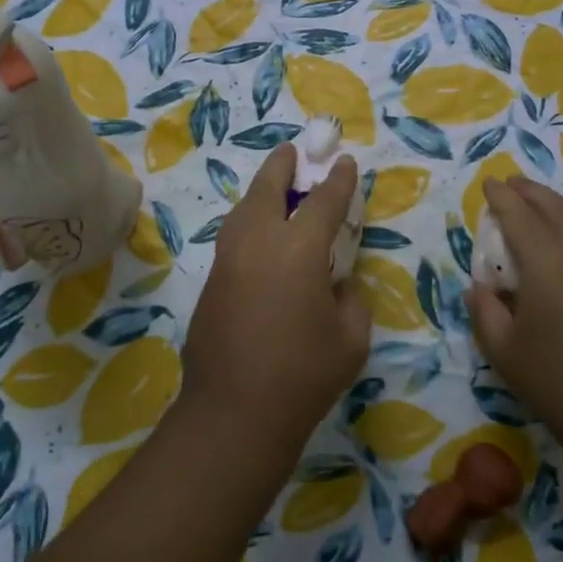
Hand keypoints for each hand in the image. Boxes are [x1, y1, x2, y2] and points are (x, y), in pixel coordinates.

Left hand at [180, 144, 371, 461]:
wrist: (234, 411)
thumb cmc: (305, 375)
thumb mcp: (351, 337)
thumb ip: (349, 298)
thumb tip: (336, 283)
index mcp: (299, 249)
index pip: (323, 201)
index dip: (337, 180)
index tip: (343, 162)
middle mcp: (259, 241)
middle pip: (269, 187)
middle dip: (283, 164)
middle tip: (293, 150)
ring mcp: (228, 259)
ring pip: (244, 209)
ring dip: (261, 192)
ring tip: (275, 189)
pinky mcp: (211, 281)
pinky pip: (234, 237)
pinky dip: (249, 223)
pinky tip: (259, 236)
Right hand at [466, 177, 562, 429]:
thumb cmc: (556, 378)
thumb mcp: (504, 349)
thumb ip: (485, 311)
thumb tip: (478, 288)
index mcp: (544, 260)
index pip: (518, 215)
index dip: (500, 197)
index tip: (488, 183)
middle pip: (554, 207)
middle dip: (530, 191)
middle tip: (510, 184)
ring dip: (552, 206)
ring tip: (533, 205)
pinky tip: (560, 244)